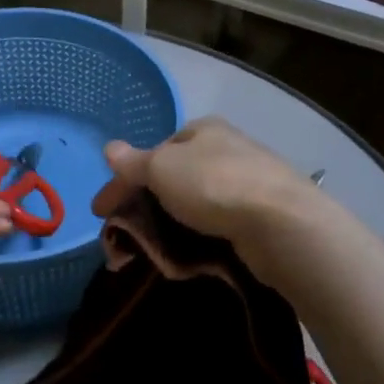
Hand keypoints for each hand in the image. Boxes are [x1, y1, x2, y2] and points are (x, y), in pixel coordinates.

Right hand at [91, 117, 317, 248]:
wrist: (282, 225)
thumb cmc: (214, 185)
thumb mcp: (161, 168)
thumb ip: (133, 162)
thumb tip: (108, 148)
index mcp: (202, 129)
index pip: (154, 151)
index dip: (124, 180)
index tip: (102, 212)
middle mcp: (226, 149)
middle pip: (173, 177)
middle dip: (145, 205)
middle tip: (125, 235)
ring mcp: (248, 182)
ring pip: (194, 203)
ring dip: (168, 224)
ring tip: (152, 251)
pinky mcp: (262, 215)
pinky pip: (217, 225)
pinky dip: (196, 236)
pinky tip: (189, 254)